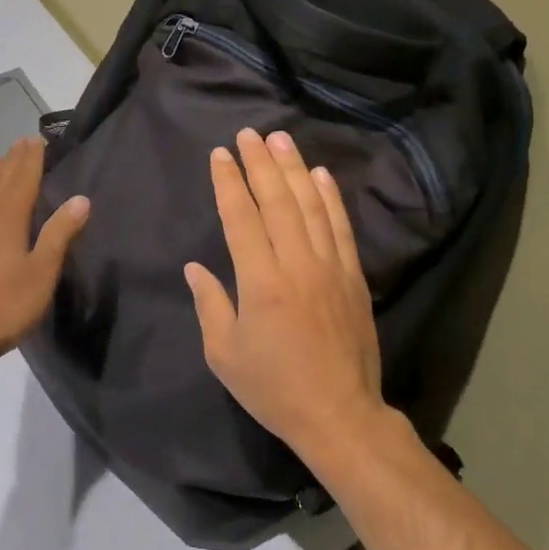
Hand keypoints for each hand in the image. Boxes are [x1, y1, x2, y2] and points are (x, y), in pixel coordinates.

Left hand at [0, 137, 89, 373]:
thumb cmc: (4, 306)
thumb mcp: (41, 272)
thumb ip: (59, 233)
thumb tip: (81, 198)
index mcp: (6, 218)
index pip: (22, 177)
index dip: (32, 158)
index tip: (40, 138)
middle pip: (1, 179)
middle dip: (15, 160)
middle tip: (26, 141)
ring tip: (6, 160)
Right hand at [184, 129, 387, 465]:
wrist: (340, 415)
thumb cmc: (274, 388)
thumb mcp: (224, 355)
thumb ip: (210, 305)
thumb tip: (195, 268)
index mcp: (260, 283)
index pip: (241, 218)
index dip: (228, 184)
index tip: (220, 155)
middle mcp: (297, 264)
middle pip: (277, 202)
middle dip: (259, 164)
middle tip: (247, 134)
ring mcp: (330, 267)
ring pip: (310, 206)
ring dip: (294, 169)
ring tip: (280, 139)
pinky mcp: (353, 277)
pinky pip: (340, 227)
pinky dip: (330, 198)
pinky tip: (321, 175)